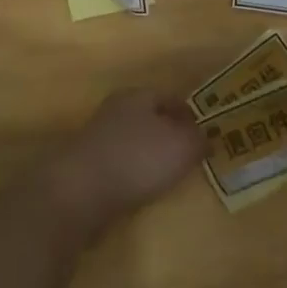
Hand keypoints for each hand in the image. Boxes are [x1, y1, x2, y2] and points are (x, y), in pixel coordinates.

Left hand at [50, 90, 204, 237]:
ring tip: (172, 176)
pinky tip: (144, 190)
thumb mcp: (182, 145)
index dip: (190, 114)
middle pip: (151, 119)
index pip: (170, 97)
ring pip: (136, 142)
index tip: (206, 134)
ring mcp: (98, 138)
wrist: (80, 192)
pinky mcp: (88, 166)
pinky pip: (122, 165)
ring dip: (152, 156)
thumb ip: (198, 138)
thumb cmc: (137, 158)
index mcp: (137, 95)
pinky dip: (135, 174)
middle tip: (191, 156)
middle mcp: (115, 111)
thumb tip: (203, 138)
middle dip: (171, 135)